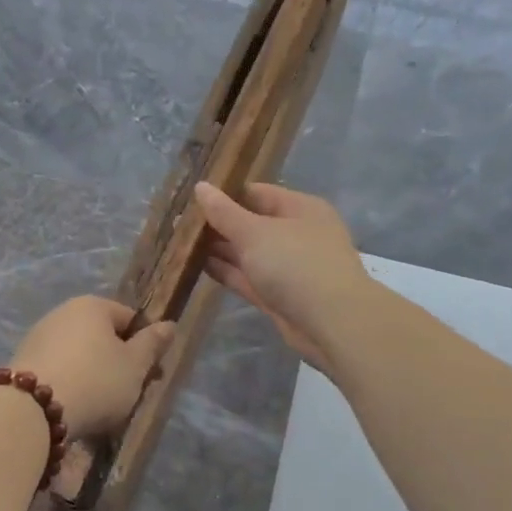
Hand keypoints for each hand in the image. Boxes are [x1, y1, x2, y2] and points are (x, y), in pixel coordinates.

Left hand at [11, 296, 175, 439]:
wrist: (32, 410)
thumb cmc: (95, 381)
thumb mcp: (134, 366)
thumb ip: (152, 344)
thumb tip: (168, 324)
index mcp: (92, 305)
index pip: (129, 319)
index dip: (144, 346)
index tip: (149, 376)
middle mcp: (62, 313)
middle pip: (102, 337)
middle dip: (117, 363)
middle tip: (127, 394)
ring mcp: (38, 336)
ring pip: (79, 355)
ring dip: (92, 376)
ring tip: (99, 408)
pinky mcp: (22, 362)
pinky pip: (58, 370)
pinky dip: (69, 385)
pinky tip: (73, 408)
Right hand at [195, 182, 368, 373]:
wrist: (332, 323)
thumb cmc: (296, 264)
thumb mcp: (255, 232)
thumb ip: (224, 212)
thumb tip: (201, 187)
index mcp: (299, 208)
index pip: (256, 193)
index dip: (224, 195)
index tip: (190, 200)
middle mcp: (296, 234)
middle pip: (251, 223)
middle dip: (218, 225)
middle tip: (179, 225)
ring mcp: (289, 267)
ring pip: (248, 253)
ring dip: (219, 250)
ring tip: (181, 244)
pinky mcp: (280, 296)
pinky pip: (249, 278)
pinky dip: (227, 272)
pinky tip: (198, 267)